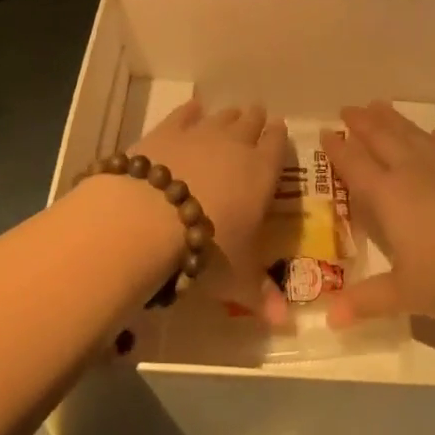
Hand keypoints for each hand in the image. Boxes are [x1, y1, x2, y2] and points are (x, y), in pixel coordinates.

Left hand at [133, 98, 286, 313]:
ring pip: (222, 116)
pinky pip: (185, 114)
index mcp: (262, 173)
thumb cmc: (206, 247)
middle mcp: (236, 145)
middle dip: (255, 122)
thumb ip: (259, 294)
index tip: (279, 131)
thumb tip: (285, 324)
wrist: (149, 216)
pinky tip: (192, 110)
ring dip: (228, 116)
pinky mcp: (167, 130)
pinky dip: (191, 111)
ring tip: (231, 115)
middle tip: (257, 118)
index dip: (278, 138)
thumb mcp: (236, 277)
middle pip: (251, 123)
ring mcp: (200, 133)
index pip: (277, 146)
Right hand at [321, 100, 434, 325]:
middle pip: (381, 138)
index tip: (325, 132)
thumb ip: (367, 301)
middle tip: (347, 108)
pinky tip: (432, 135)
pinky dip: (431, 136)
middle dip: (361, 123)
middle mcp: (413, 171)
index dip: (338, 149)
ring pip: (411, 133)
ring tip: (378, 105)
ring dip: (391, 119)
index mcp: (389, 195)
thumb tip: (328, 318)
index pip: (355, 165)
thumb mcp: (408, 294)